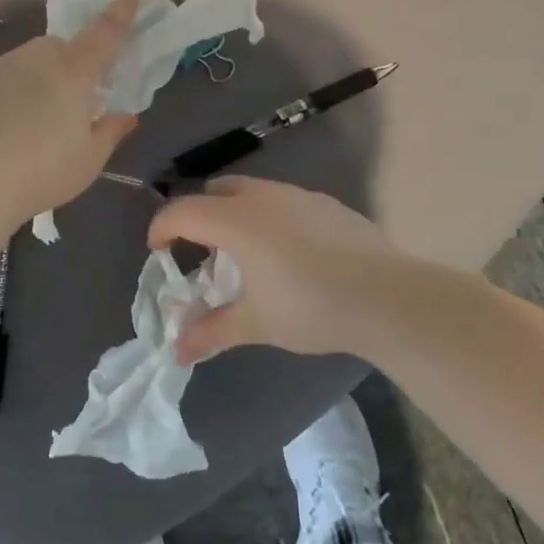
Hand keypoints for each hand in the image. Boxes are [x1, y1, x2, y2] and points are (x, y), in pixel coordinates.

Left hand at [0, 0, 139, 223]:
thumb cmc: (41, 172)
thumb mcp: (88, 161)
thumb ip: (110, 132)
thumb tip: (126, 115)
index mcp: (73, 73)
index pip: (103, 35)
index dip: (119, 16)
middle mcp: (35, 59)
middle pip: (59, 48)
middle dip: (70, 63)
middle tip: (71, 100)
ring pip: (25, 62)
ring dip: (36, 79)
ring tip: (31, 121)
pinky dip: (5, 96)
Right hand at [147, 176, 405, 362]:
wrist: (386, 296)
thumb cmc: (311, 308)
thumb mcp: (256, 324)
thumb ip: (211, 332)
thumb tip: (176, 351)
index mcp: (236, 221)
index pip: (183, 211)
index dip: (162, 228)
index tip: (158, 251)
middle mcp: (262, 197)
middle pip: (215, 191)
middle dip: (199, 215)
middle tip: (201, 252)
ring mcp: (298, 195)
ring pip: (251, 192)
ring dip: (235, 214)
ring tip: (245, 254)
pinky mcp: (326, 203)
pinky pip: (283, 200)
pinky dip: (269, 217)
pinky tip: (289, 253)